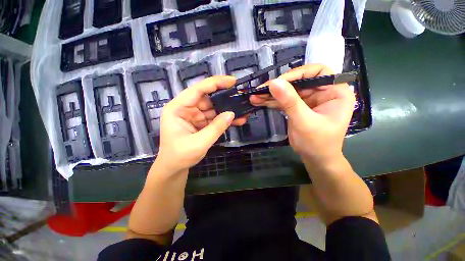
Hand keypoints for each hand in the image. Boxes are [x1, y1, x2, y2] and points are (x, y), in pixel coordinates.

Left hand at [156, 76, 246, 173]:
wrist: (175, 168)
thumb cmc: (180, 156)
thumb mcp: (199, 143)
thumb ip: (216, 128)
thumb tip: (232, 113)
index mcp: (178, 108)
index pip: (197, 90)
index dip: (215, 83)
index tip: (232, 81)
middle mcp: (186, 109)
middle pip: (208, 98)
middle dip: (225, 98)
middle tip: (241, 97)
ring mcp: (194, 116)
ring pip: (214, 108)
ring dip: (227, 110)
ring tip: (243, 110)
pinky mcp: (201, 123)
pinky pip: (215, 118)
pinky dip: (225, 119)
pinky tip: (237, 120)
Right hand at [250, 64, 355, 164]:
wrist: (315, 159)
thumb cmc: (317, 143)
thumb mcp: (304, 121)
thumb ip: (290, 101)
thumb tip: (273, 83)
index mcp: (335, 92)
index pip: (318, 72)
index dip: (298, 73)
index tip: (279, 82)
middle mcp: (322, 92)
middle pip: (298, 82)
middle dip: (278, 86)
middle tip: (260, 90)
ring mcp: (308, 100)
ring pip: (288, 91)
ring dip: (271, 94)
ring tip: (255, 97)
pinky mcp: (297, 107)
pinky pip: (283, 101)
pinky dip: (271, 102)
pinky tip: (259, 101)